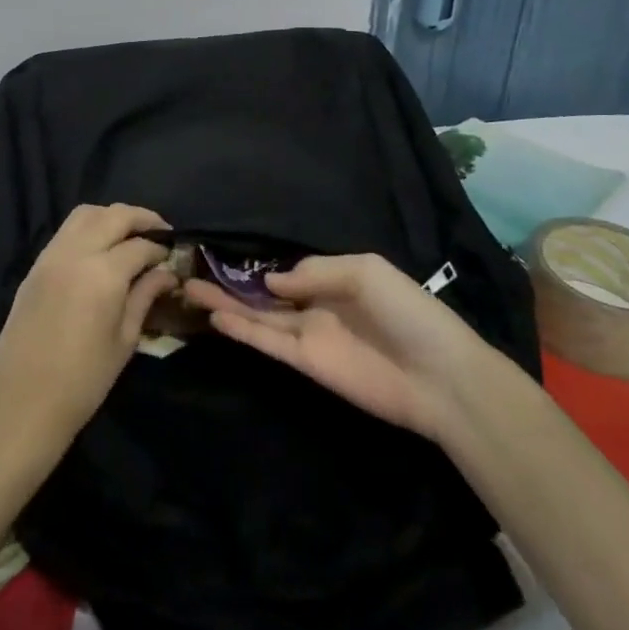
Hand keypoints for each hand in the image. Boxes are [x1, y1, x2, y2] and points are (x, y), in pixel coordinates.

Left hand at [0, 204, 175, 450]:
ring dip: (111, 216)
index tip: (174, 255)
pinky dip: (88, 228)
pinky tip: (100, 247)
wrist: (24, 402)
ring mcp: (51, 256)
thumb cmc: (84, 380)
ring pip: (85, 214)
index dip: (161, 248)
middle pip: (113, 215)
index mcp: (103, 274)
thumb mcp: (125, 339)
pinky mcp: (35, 267)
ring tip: (129, 234)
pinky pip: (65, 232)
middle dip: (141, 218)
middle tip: (160, 231)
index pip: (140, 245)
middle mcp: (76, 253)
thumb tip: (167, 272)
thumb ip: (145, 296)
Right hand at [184, 253, 490, 442]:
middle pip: (264, 294)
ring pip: (258, 317)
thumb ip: (313, 271)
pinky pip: (268, 342)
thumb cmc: (409, 311)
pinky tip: (216, 317)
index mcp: (335, 278)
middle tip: (190, 273)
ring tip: (189, 289)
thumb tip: (269, 280)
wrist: (439, 375)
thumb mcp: (364, 271)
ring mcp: (309, 335)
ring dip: (226, 304)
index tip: (221, 254)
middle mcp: (316, 305)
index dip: (257, 265)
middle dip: (230, 285)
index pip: (288, 270)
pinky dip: (243, 330)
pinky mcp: (306, 363)